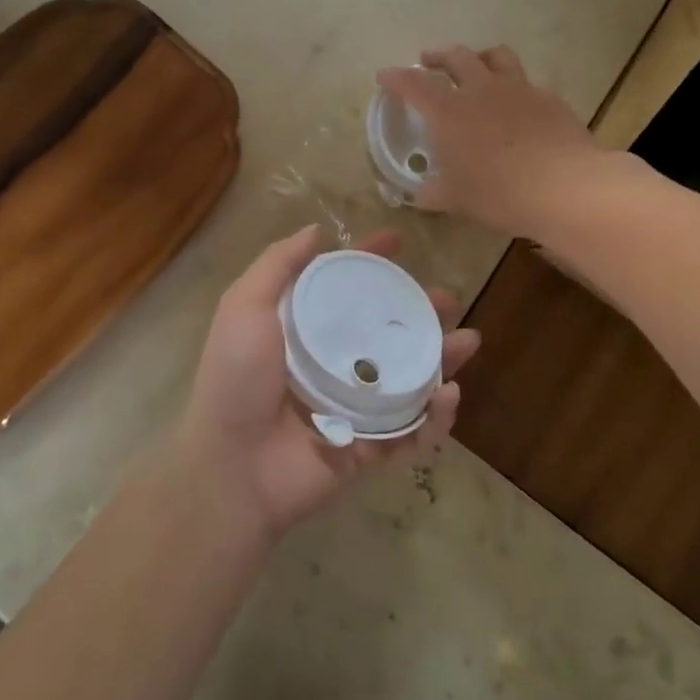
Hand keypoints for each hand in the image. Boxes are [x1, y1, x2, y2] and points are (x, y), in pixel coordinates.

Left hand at [174, 226, 478, 541]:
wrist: (231, 468)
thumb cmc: (236, 379)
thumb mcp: (245, 307)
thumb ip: (277, 266)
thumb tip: (316, 231)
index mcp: (304, 330)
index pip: (345, 287)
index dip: (371, 261)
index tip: (399, 241)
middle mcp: (331, 362)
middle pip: (386, 330)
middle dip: (420, 311)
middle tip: (447, 299)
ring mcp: (353, 407)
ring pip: (409, 376)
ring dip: (442, 358)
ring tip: (469, 340)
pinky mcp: (368, 448)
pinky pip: (411, 431)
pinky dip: (435, 417)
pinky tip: (448, 395)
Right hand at [378, 45, 602, 236]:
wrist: (565, 188)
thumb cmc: (499, 193)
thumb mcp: (456, 199)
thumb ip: (432, 192)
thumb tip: (418, 193)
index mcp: (449, 111)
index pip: (413, 83)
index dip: (396, 77)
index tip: (385, 76)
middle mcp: (481, 89)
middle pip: (455, 56)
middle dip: (436, 55)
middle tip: (427, 60)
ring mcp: (519, 88)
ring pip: (495, 55)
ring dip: (479, 56)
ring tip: (475, 65)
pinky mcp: (549, 98)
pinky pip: (528, 82)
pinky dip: (515, 86)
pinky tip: (518, 102)